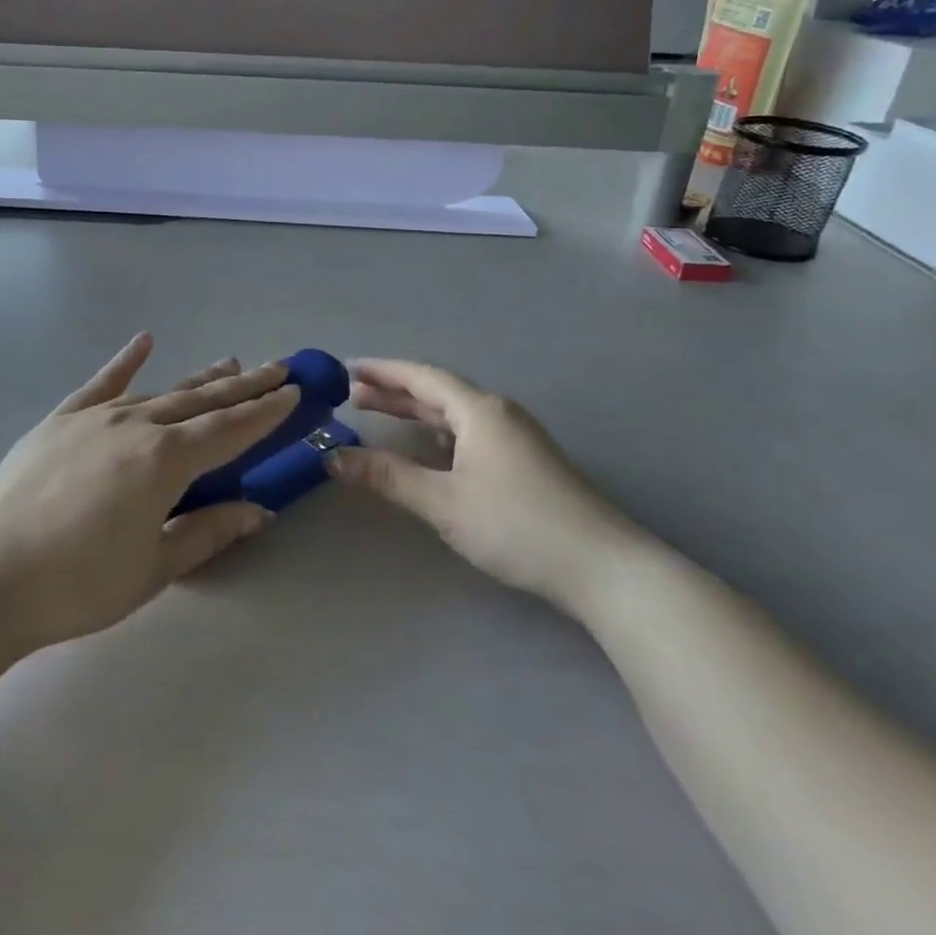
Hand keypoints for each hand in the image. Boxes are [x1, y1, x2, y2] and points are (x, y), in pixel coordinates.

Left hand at [0, 335, 298, 655]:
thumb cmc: (78, 585)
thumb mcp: (153, 569)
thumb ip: (208, 532)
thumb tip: (257, 510)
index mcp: (165, 462)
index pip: (230, 430)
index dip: (266, 413)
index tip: (294, 392)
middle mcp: (136, 426)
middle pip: (202, 401)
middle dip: (244, 386)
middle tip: (277, 367)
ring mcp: (95, 418)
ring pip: (160, 391)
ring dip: (199, 379)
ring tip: (230, 363)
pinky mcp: (59, 421)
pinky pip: (100, 384)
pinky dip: (125, 362)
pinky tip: (144, 340)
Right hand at [327, 359, 632, 615]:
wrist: (601, 566)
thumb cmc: (516, 525)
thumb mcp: (443, 502)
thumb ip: (387, 477)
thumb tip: (333, 457)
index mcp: (479, 410)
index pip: (422, 377)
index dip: (383, 371)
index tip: (347, 368)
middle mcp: (497, 413)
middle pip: (437, 392)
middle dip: (394, 391)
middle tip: (352, 394)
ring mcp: (515, 437)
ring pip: (454, 414)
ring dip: (416, 413)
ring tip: (378, 415)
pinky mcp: (525, 462)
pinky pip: (469, 433)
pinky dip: (438, 433)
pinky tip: (426, 449)